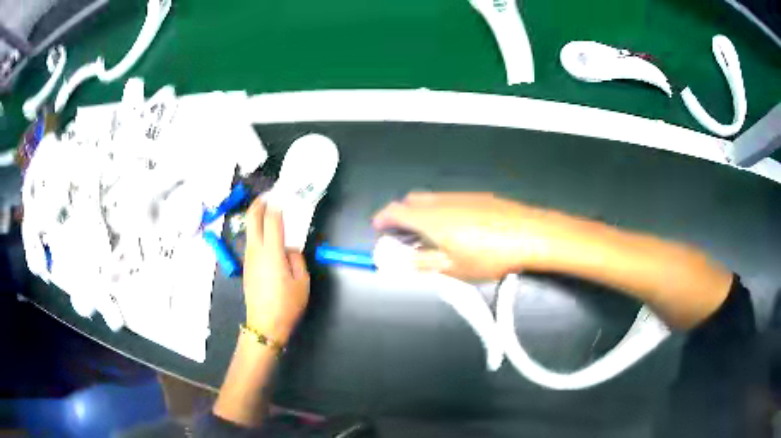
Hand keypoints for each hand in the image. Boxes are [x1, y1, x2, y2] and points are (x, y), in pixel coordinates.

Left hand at [243, 199, 309, 344]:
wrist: (264, 325)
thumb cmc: (287, 305)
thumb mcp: (302, 282)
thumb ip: (297, 259)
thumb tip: (289, 248)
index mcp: (272, 252)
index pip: (272, 219)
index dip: (277, 204)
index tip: (282, 195)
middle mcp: (256, 251)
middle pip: (253, 219)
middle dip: (259, 203)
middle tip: (269, 196)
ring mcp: (248, 258)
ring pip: (250, 230)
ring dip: (257, 217)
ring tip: (269, 213)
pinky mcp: (246, 266)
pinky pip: (251, 242)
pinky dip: (257, 232)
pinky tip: (267, 237)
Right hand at [372, 192, 560, 280]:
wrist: (530, 234)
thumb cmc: (489, 256)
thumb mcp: (453, 268)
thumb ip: (422, 263)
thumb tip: (399, 261)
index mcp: (431, 219)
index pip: (395, 211)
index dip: (382, 219)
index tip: (379, 229)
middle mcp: (442, 202)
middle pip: (411, 200)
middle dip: (401, 215)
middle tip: (404, 235)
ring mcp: (462, 196)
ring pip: (432, 199)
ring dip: (422, 213)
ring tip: (432, 235)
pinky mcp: (479, 197)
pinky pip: (450, 200)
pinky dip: (442, 210)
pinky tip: (458, 229)